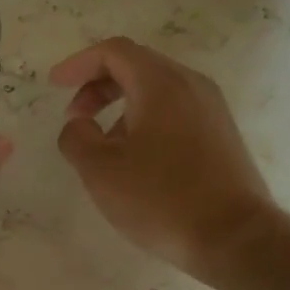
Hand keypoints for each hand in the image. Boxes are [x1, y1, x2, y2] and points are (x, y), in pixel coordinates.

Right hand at [52, 37, 276, 282]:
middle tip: (76, 116)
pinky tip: (135, 159)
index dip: (78, 63)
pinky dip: (145, 120)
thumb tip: (78, 126)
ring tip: (102, 145)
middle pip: (137, 66)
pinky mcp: (221, 135)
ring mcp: (212, 109)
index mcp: (161, 83)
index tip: (55, 85)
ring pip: (157, 90)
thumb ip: (76, 137)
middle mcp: (191, 85)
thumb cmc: (161, 198)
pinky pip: (175, 111)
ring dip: (121, 105)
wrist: (235, 238)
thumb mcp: (100, 170)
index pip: (114, 52)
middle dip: (98, 85)